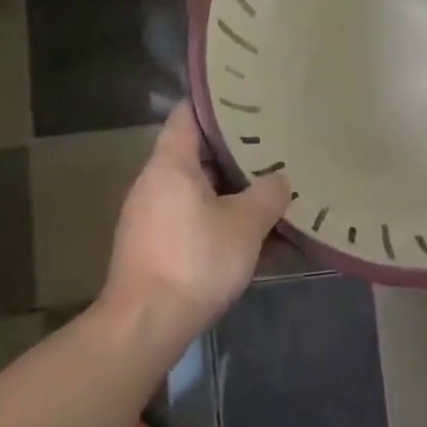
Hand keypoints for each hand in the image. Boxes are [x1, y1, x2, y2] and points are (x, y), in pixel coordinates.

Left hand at [102, 102, 289, 343]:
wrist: (146, 325)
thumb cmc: (195, 261)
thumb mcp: (245, 225)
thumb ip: (267, 195)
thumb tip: (280, 180)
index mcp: (170, 165)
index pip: (188, 115)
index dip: (216, 104)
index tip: (248, 100)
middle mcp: (154, 183)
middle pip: (196, 154)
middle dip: (236, 153)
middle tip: (273, 146)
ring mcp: (151, 216)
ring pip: (198, 191)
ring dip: (232, 192)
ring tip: (271, 190)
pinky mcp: (155, 246)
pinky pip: (193, 219)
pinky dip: (221, 220)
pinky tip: (254, 237)